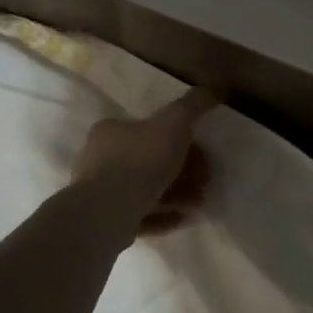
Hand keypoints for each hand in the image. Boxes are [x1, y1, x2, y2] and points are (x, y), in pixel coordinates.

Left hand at [72, 88, 220, 233]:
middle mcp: (99, 159)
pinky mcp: (104, 221)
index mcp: (110, 131)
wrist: (109, 212)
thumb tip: (213, 90)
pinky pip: (139, 215)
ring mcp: (99, 192)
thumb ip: (193, 105)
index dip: (178, 140)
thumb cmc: (141, 160)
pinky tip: (181, 219)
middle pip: (150, 162)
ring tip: (198, 204)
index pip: (147, 130)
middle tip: (204, 181)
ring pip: (146, 190)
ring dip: (176, 195)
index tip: (201, 153)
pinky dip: (162, 216)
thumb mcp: (175, 122)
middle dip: (182, 171)